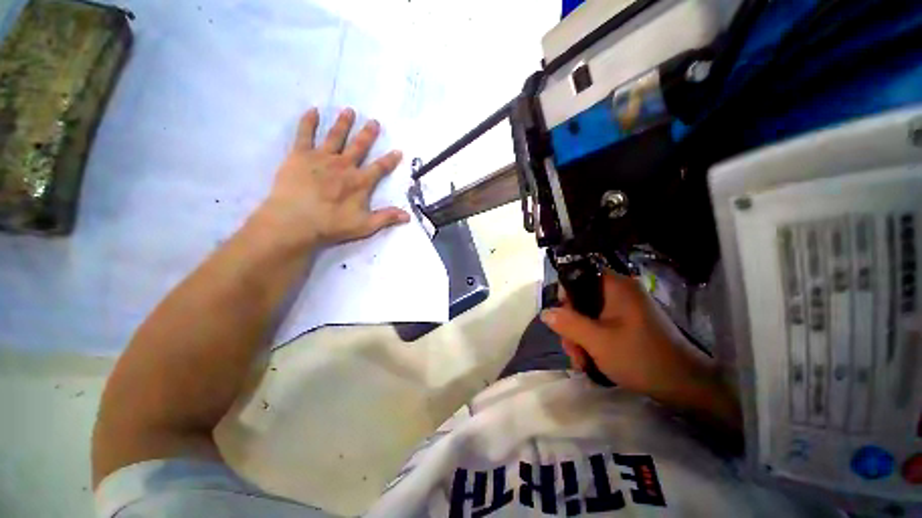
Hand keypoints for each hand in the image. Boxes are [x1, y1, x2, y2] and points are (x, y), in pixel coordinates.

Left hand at [251, 107, 410, 248]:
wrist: (295, 220)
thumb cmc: (332, 224)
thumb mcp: (365, 226)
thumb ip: (386, 218)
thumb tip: (408, 216)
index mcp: (360, 182)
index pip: (380, 168)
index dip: (390, 160)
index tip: (398, 151)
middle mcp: (344, 165)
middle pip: (359, 146)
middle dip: (368, 134)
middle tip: (374, 122)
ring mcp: (321, 157)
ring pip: (335, 136)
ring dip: (343, 123)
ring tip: (349, 111)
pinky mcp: (300, 155)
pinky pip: (305, 134)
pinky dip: (309, 121)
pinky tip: (313, 111)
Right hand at [540, 272, 709, 397]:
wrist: (685, 386)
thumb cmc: (640, 358)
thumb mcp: (597, 341)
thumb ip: (568, 323)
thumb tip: (545, 312)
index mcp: (615, 286)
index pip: (577, 277)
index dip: (565, 297)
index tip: (563, 320)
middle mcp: (619, 292)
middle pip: (580, 300)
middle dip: (571, 326)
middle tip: (573, 351)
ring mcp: (624, 309)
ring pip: (588, 315)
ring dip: (579, 337)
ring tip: (582, 362)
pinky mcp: (628, 323)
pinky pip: (600, 325)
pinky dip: (592, 341)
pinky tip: (591, 360)